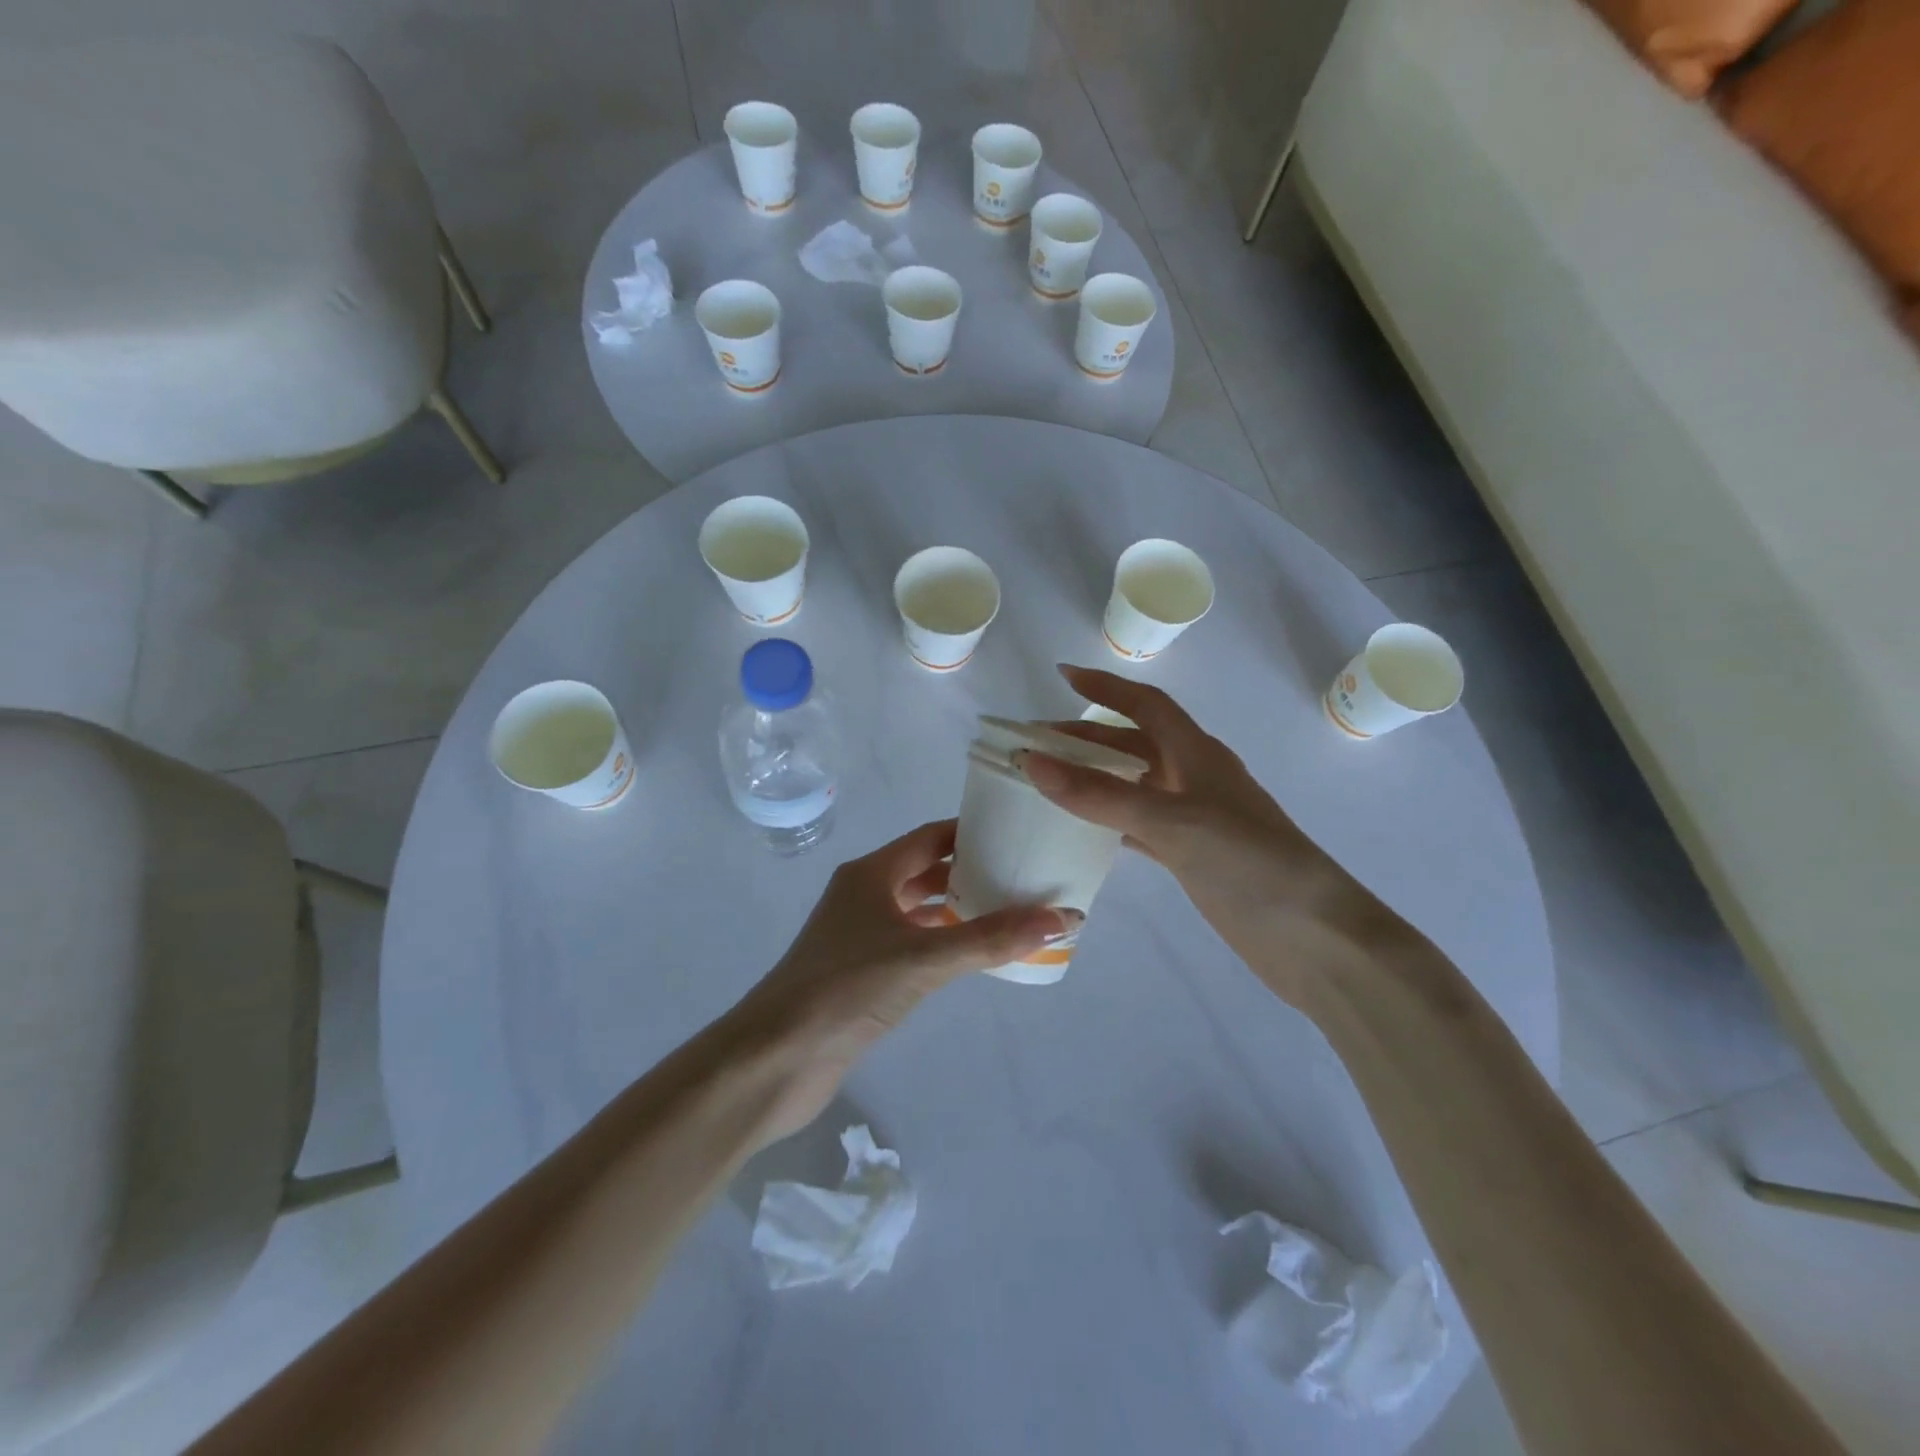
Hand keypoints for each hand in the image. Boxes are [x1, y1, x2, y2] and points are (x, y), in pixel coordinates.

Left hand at [730, 819, 1077, 1142]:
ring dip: (957, 908)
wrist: (775, 1059)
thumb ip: (991, 938)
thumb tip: (1062, 916)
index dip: (972, 831)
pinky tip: (972, 954)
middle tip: (1023, 874)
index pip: (930, 837)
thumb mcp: (924, 957)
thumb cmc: (846, 989)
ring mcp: (859, 935)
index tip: (1017, 833)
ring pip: (918, 909)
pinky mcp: (861, 972)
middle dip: (971, 870)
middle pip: (926, 871)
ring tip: (1010, 910)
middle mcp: (864, 895)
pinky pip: (912, 943)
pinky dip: (941, 941)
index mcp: (871, 874)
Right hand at [1024, 665, 1366, 1002]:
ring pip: (1135, 785)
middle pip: (1134, 743)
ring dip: (1095, 777)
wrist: (1317, 939)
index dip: (1105, 687)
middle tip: (1035, 742)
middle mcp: (1196, 778)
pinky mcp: (1194, 857)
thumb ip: (1101, 795)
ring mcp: (1196, 820)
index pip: (1146, 705)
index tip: (1061, 675)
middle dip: (1087, 737)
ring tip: (1048, 780)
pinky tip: (1083, 830)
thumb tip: (1033, 762)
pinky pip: (1140, 826)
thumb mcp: (1172, 823)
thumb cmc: (1249, 865)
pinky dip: (1110, 821)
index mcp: (1198, 754)